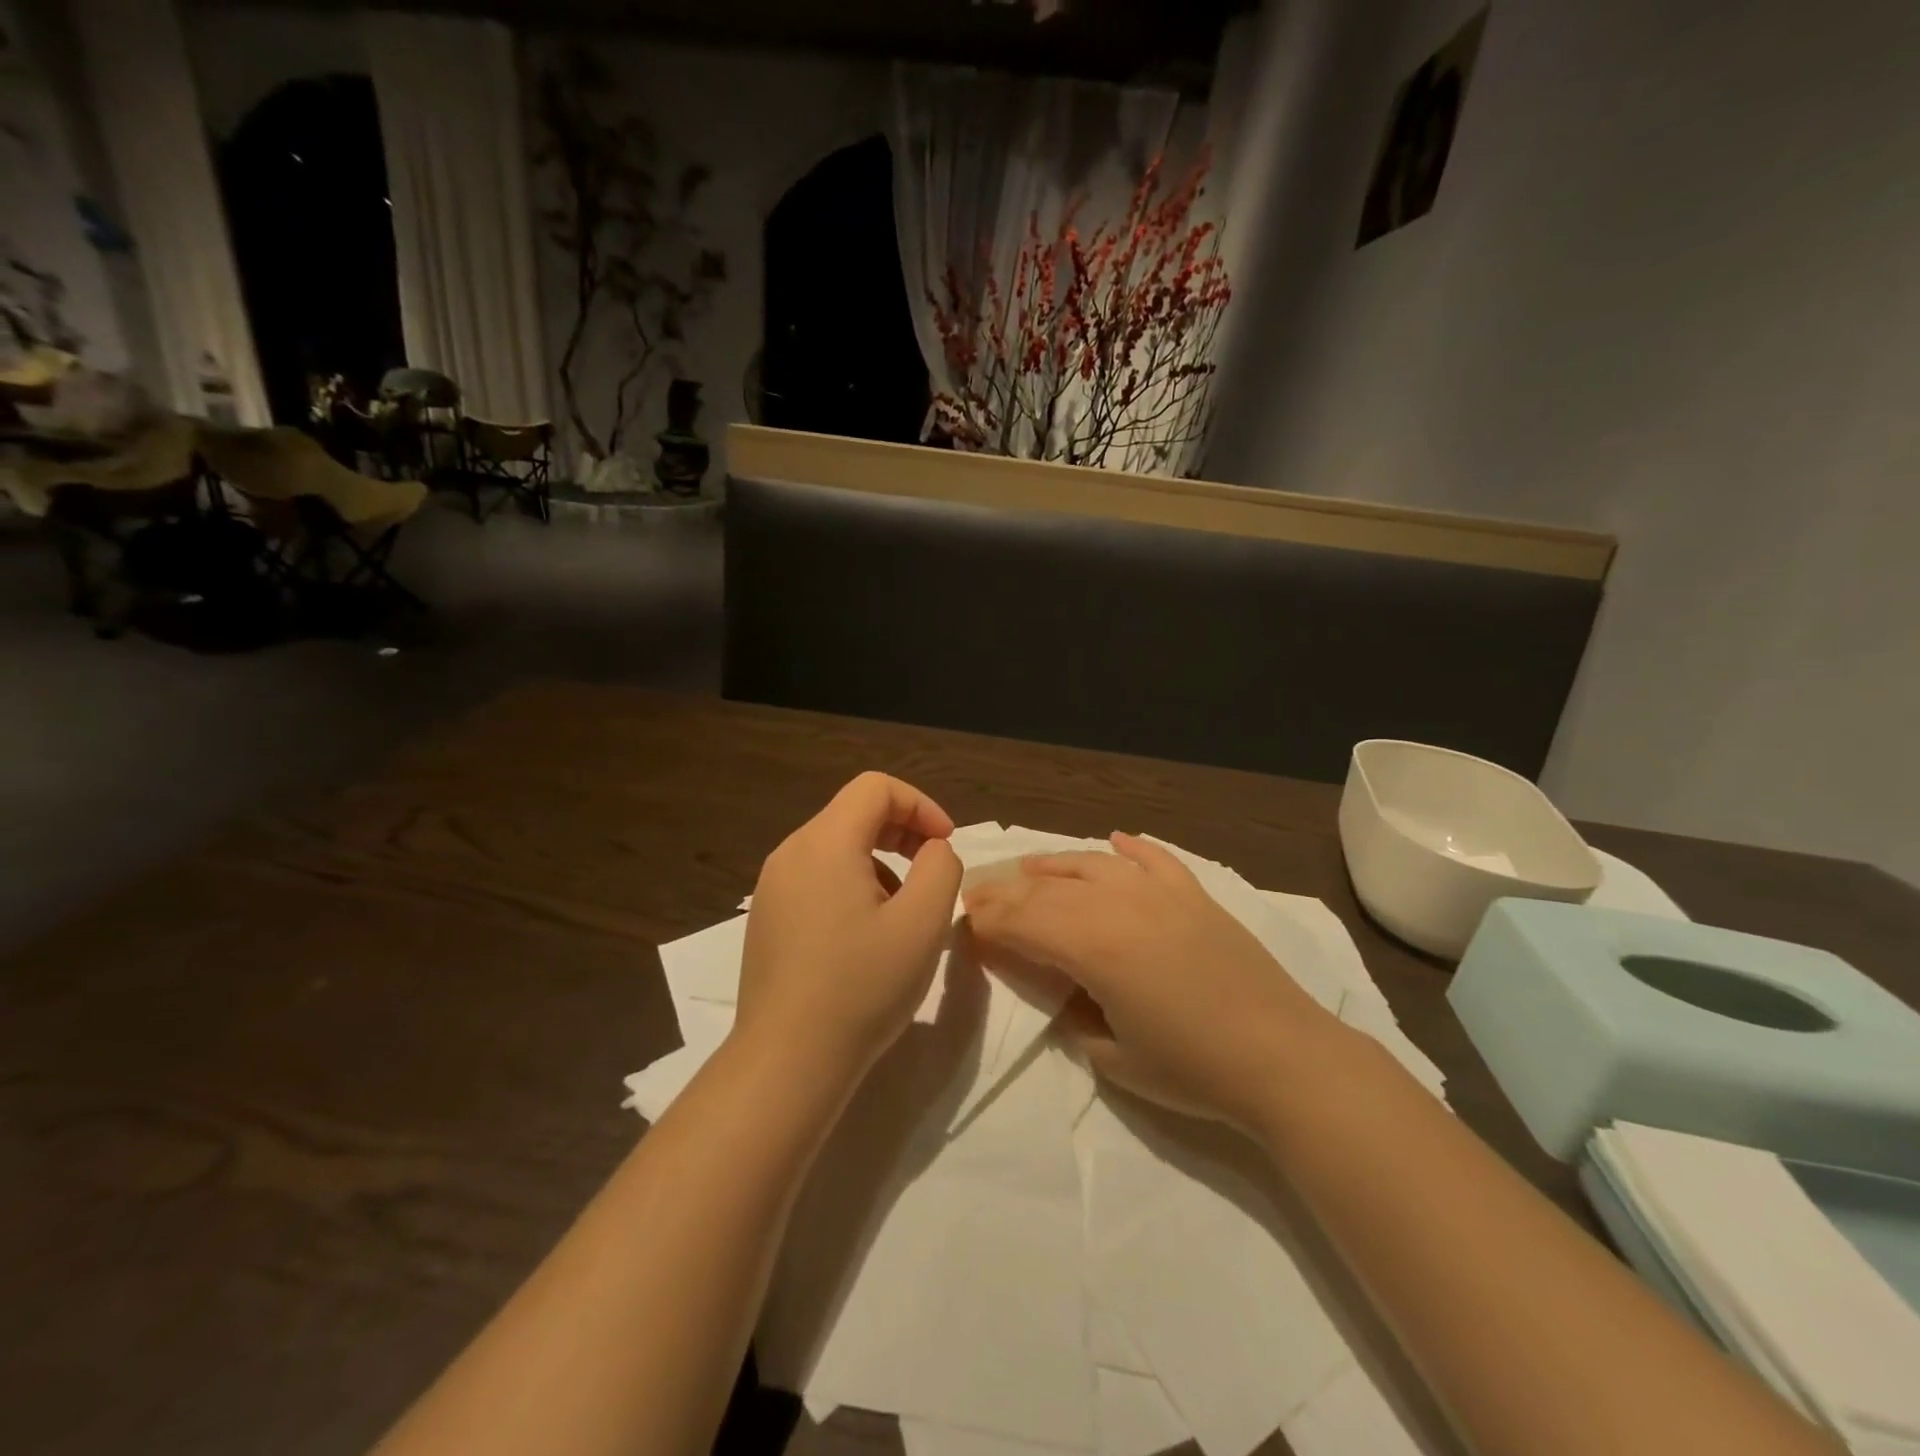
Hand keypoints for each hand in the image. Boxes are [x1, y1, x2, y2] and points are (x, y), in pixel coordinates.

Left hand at [734, 772, 964, 1088]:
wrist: (787, 1061)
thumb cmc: (861, 987)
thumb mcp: (923, 923)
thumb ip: (941, 867)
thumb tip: (932, 850)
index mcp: (825, 842)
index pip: (876, 788)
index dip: (921, 806)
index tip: (946, 845)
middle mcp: (791, 852)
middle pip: (854, 813)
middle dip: (903, 832)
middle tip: (932, 872)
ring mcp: (773, 886)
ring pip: (837, 847)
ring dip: (881, 862)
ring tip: (902, 914)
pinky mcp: (768, 917)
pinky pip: (817, 877)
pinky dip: (852, 884)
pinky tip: (866, 935)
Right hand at [963, 833, 1331, 1131]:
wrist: (1285, 1060)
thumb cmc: (1193, 1070)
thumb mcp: (1113, 1058)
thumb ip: (1074, 1015)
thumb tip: (1063, 989)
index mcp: (1095, 945)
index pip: (1025, 921)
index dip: (990, 921)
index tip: (965, 922)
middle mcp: (1122, 904)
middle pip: (1050, 887)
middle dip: (1008, 891)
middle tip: (979, 894)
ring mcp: (1162, 893)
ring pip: (1094, 863)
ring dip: (1055, 863)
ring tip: (1029, 866)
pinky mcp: (1196, 896)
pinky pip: (1156, 859)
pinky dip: (1132, 847)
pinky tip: (1116, 840)